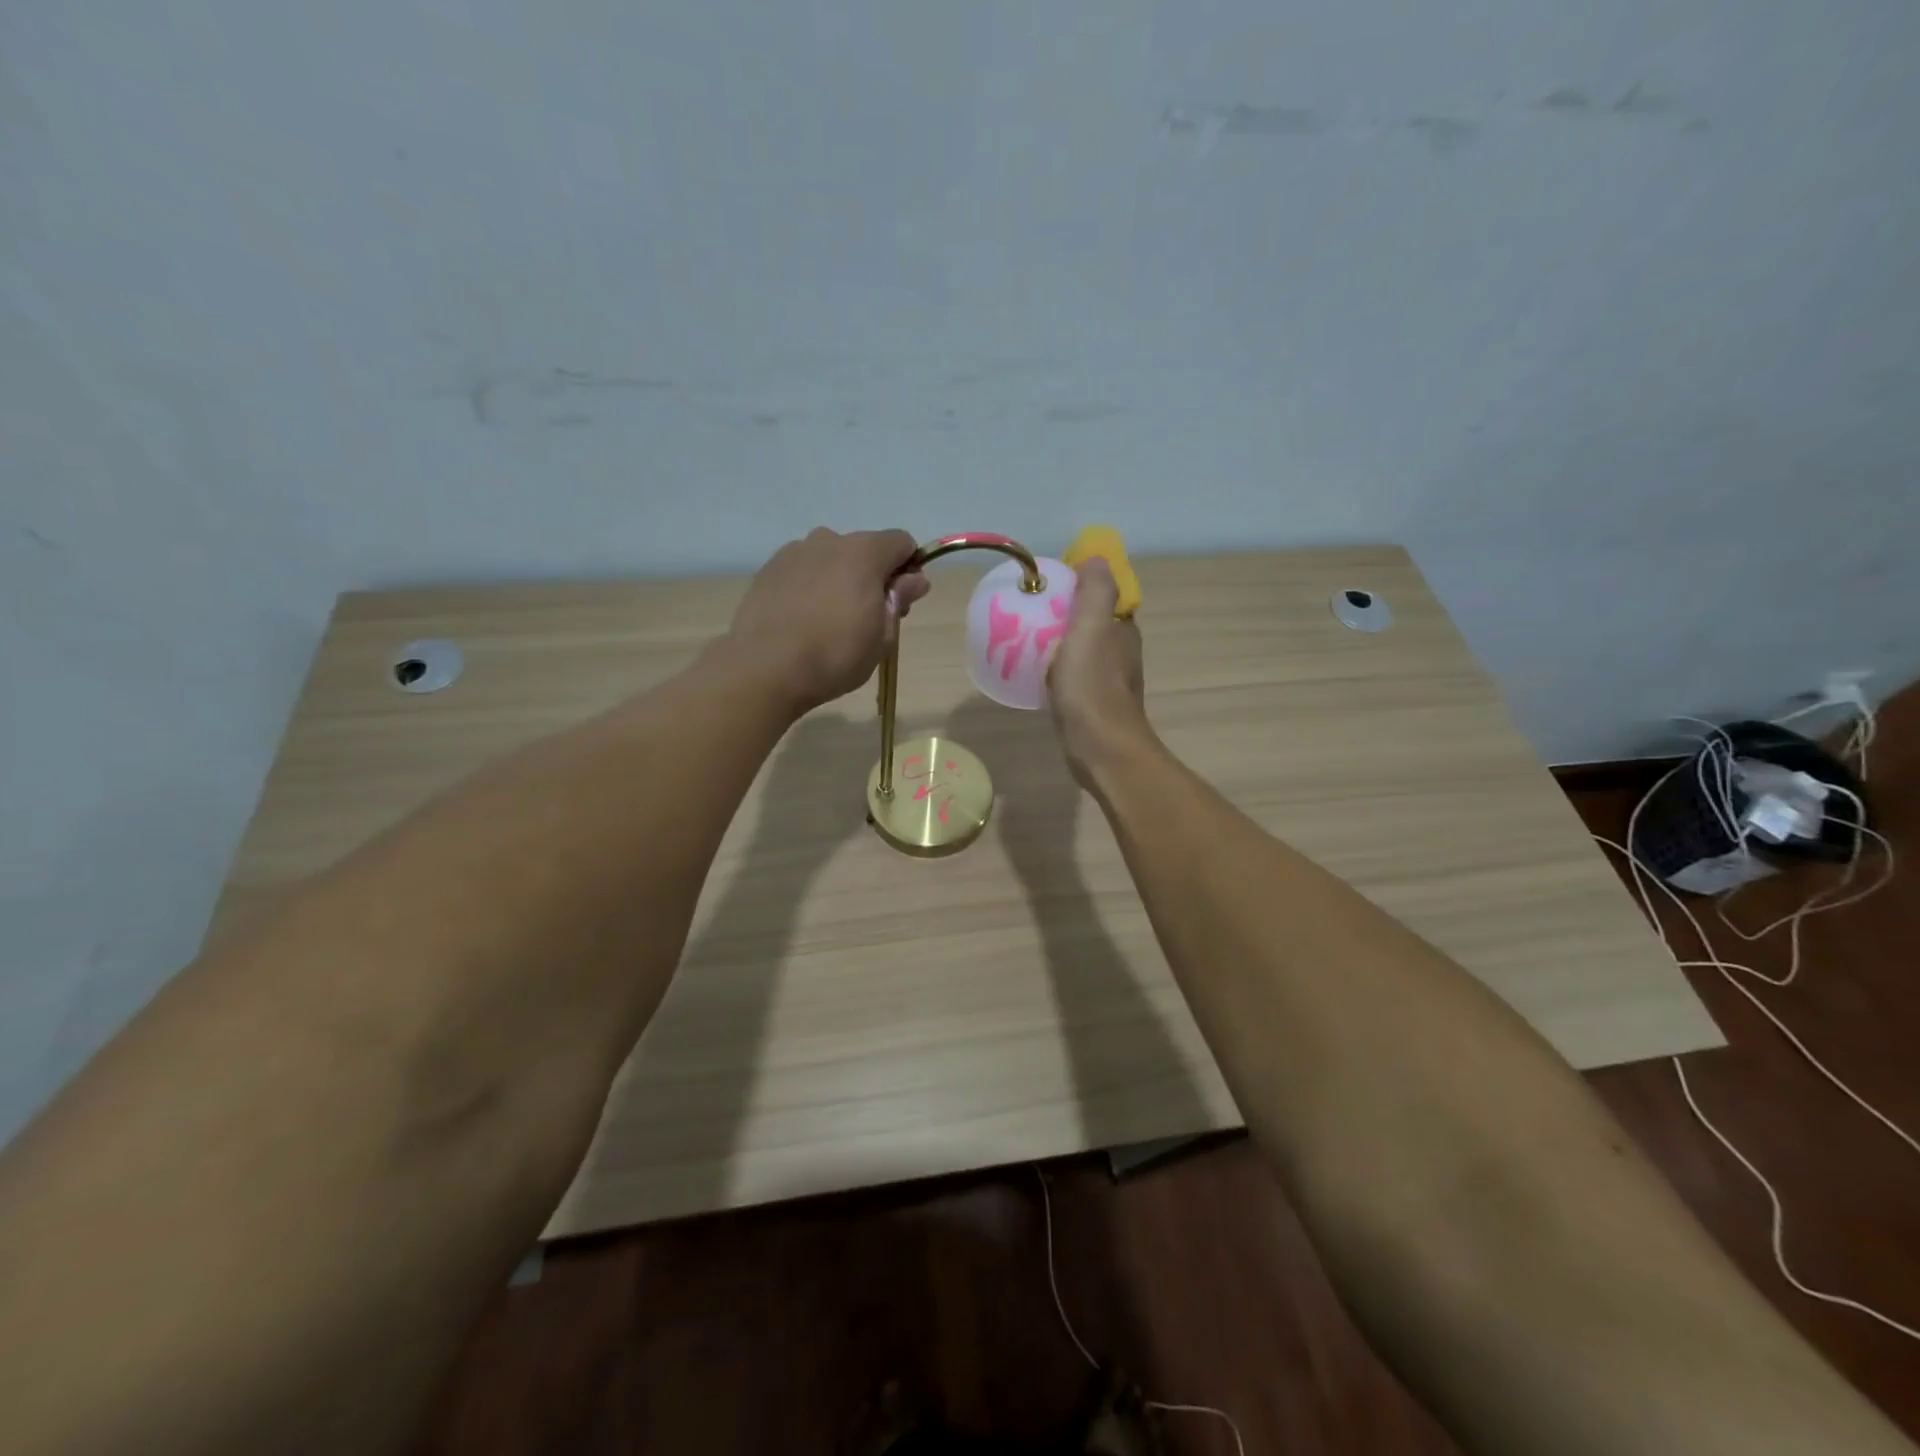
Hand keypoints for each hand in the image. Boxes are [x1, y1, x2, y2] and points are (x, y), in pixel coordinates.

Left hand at [726, 528, 929, 713]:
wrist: (765, 667)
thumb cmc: (835, 655)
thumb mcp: (881, 636)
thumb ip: (898, 599)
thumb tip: (915, 579)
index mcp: (864, 553)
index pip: (901, 543)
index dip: (908, 569)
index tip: (901, 602)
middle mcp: (829, 541)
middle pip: (864, 549)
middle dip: (873, 575)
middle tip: (868, 618)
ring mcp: (794, 552)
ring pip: (830, 558)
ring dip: (839, 578)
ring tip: (830, 619)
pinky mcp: (768, 570)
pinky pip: (802, 570)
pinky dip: (810, 586)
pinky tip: (803, 619)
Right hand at [1046, 558, 1153, 786]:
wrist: (1100, 748)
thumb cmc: (1093, 686)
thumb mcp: (1091, 628)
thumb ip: (1095, 592)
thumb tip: (1097, 558)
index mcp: (1122, 630)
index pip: (1104, 596)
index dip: (1080, 586)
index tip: (1048, 585)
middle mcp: (1120, 652)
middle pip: (1091, 622)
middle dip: (1064, 613)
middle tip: (1029, 610)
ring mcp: (1107, 680)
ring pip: (1081, 650)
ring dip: (1059, 642)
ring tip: (1024, 638)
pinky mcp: (1092, 704)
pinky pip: (1072, 675)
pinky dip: (1056, 668)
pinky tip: (1035, 673)